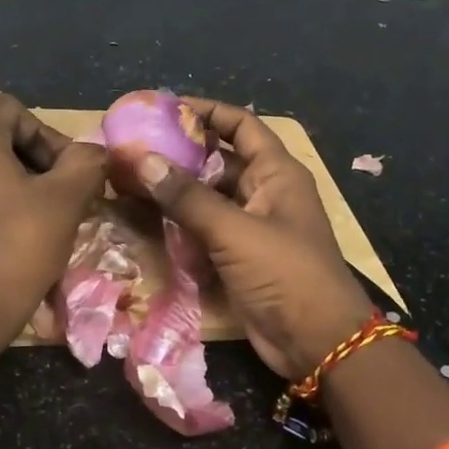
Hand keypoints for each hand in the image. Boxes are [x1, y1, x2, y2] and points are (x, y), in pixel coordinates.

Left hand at [0, 93, 106, 347]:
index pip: (15, 110)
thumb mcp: (66, 198)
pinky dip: (3, 194)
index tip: (68, 171)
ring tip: (50, 210)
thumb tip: (94, 153)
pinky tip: (25, 224)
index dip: (48, 135)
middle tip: (65, 190)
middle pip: (1, 133)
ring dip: (24, 177)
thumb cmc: (19, 244)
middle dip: (39, 156)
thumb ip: (86, 162)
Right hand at [114, 98, 372, 380]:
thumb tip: (141, 160)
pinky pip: (204, 229)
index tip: (164, 106)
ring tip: (131, 179)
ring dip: (175, 190)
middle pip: (219, 160)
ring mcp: (251, 226)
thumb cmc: (286, 274)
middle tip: (134, 147)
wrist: (317, 342)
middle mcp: (264, 193)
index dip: (207, 111)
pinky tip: (147, 219)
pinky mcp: (238, 257)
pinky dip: (179, 223)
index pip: (241, 125)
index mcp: (277, 174)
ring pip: (207, 197)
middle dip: (181, 152)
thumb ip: (187, 197)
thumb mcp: (235, 231)